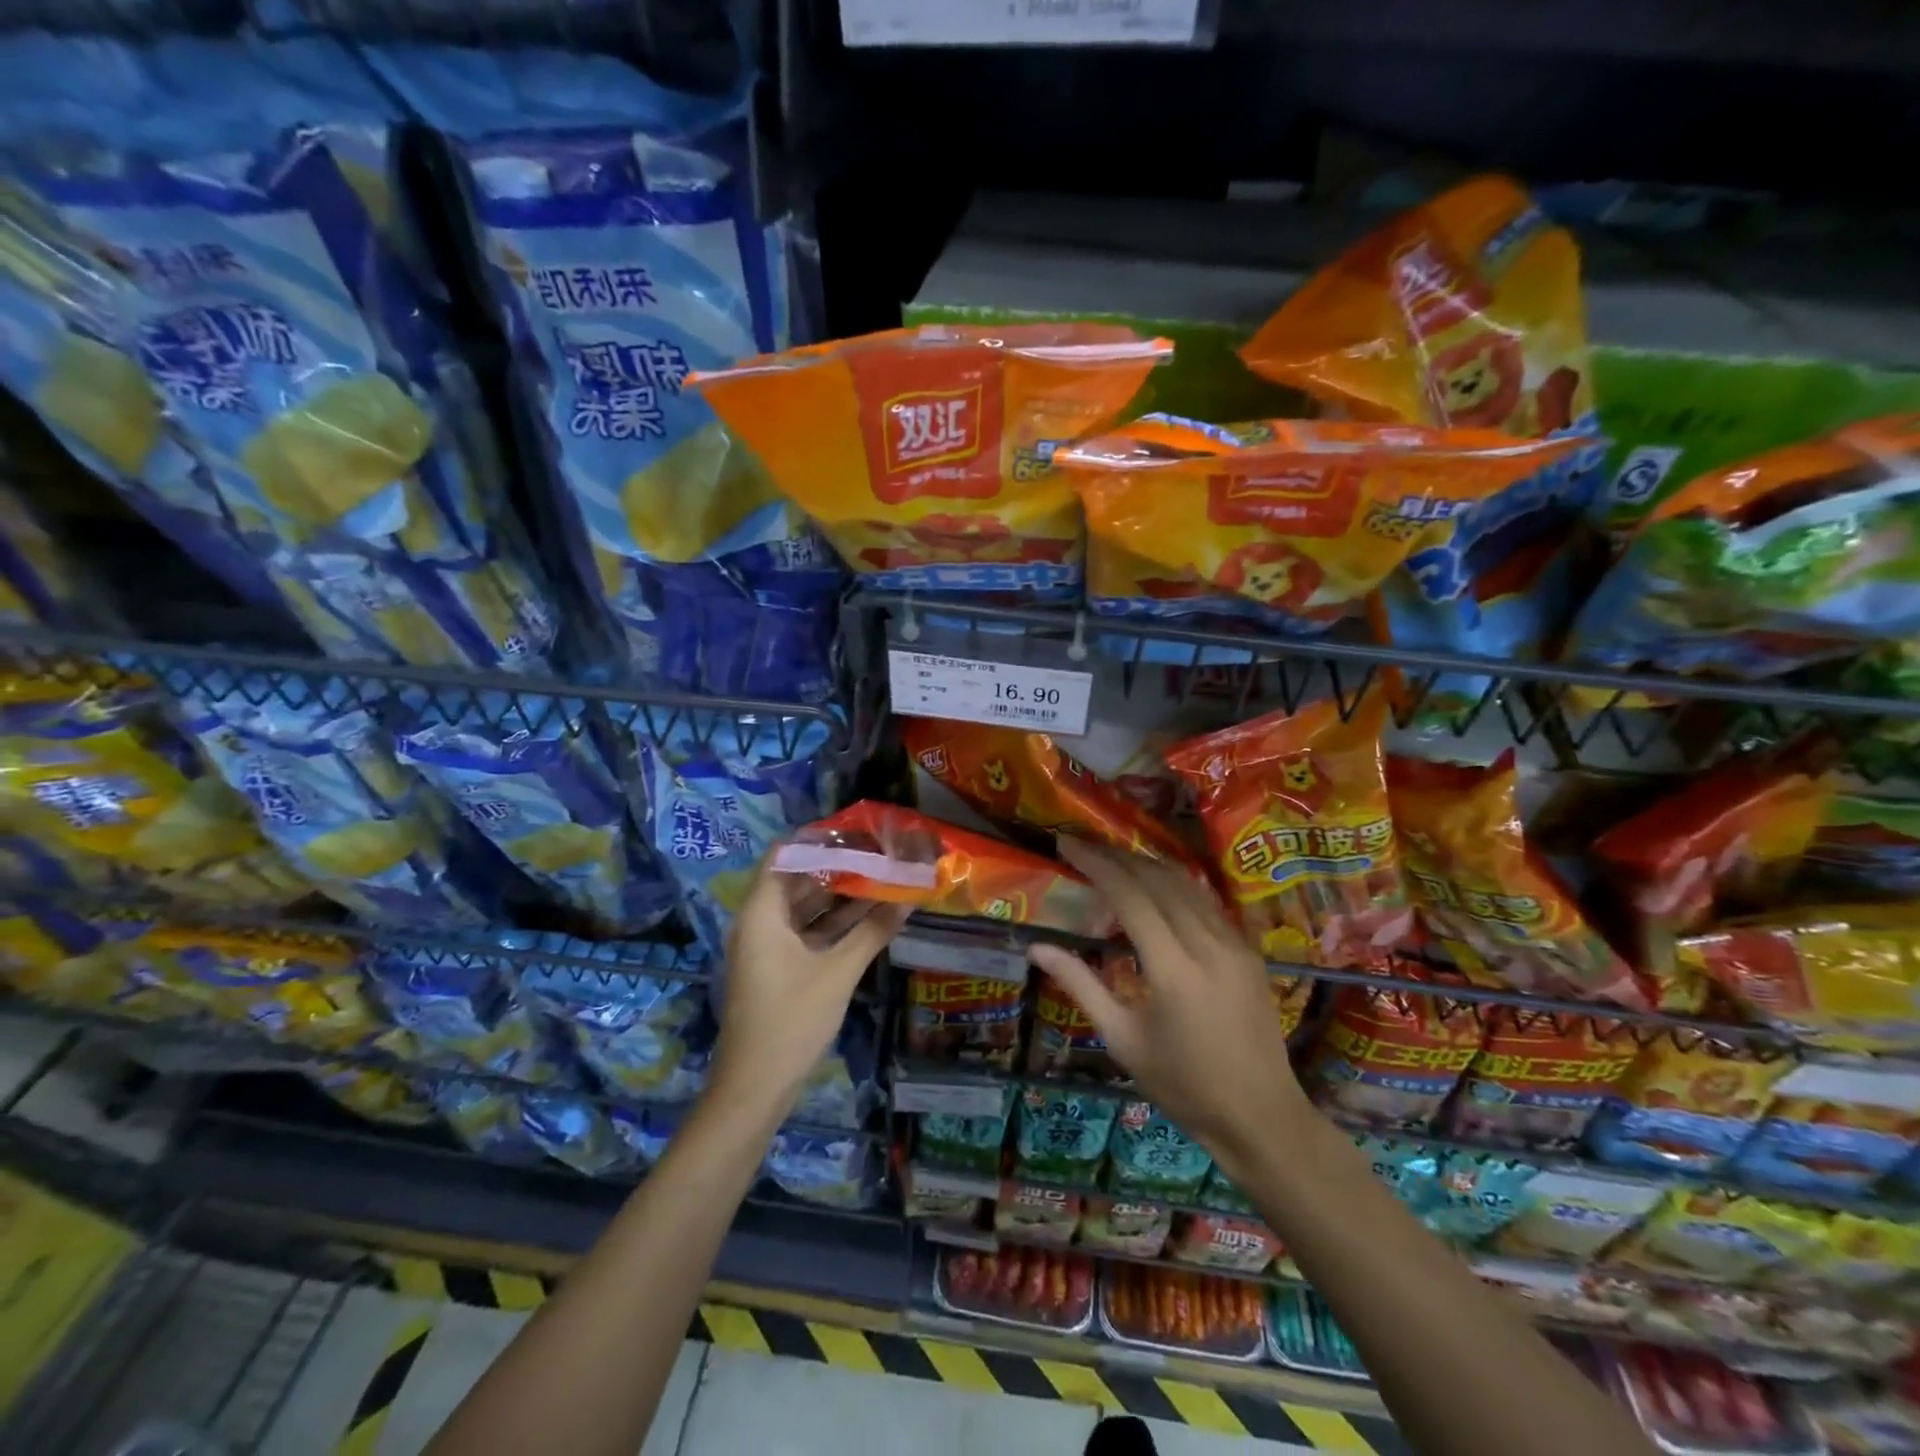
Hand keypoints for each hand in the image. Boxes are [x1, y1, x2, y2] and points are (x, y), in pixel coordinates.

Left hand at [710, 854, 909, 1121]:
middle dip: (836, 866)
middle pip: (796, 879)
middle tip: (877, 852)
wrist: (755, 1087)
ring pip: (803, 908)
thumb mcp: (838, 972)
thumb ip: (873, 931)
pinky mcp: (776, 968)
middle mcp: (759, 922)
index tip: (855, 830)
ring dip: (838, 895)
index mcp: (761, 913)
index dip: (817, 839)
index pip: (784, 855)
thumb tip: (909, 899)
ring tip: (880, 876)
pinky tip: (869, 916)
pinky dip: (832, 923)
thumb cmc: (792, 1020)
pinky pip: (805, 932)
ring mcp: (766, 947)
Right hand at [1027, 838, 1309, 1175]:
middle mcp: (1208, 945)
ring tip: (1112, 858)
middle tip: (1083, 845)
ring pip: (1187, 884)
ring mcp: (1235, 945)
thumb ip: (1080, 985)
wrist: (1261, 1117)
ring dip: (1147, 864)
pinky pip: (1206, 902)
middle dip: (1117, 856)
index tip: (1067, 843)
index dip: (1096, 864)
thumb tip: (1037, 947)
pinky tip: (1155, 886)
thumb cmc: (1183, 1086)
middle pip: (1158, 880)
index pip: (1130, 896)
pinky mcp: (1249, 951)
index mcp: (1173, 970)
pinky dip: (1174, 884)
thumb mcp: (1122, 1040)